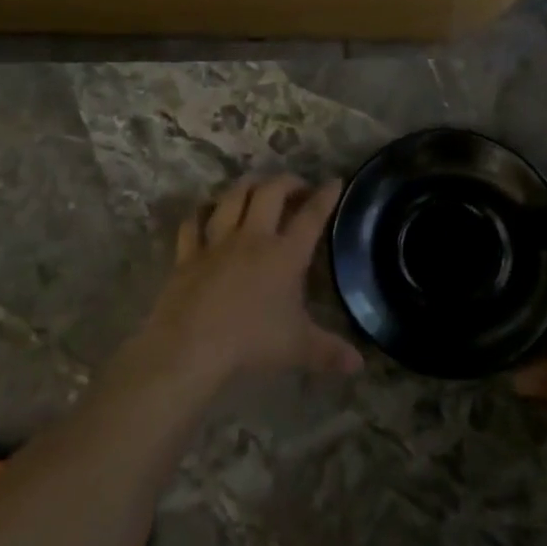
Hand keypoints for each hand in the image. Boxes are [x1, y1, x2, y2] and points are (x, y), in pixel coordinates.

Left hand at [135, 174, 362, 387]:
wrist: (191, 346)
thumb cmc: (251, 342)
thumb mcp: (298, 349)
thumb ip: (329, 352)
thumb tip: (358, 364)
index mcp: (285, 254)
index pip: (311, 216)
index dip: (325, 196)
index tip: (334, 181)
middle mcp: (252, 237)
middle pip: (270, 193)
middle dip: (286, 182)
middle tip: (296, 186)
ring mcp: (217, 242)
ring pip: (232, 198)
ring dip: (246, 186)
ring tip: (256, 186)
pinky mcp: (188, 254)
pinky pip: (193, 223)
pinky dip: (201, 212)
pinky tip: (206, 210)